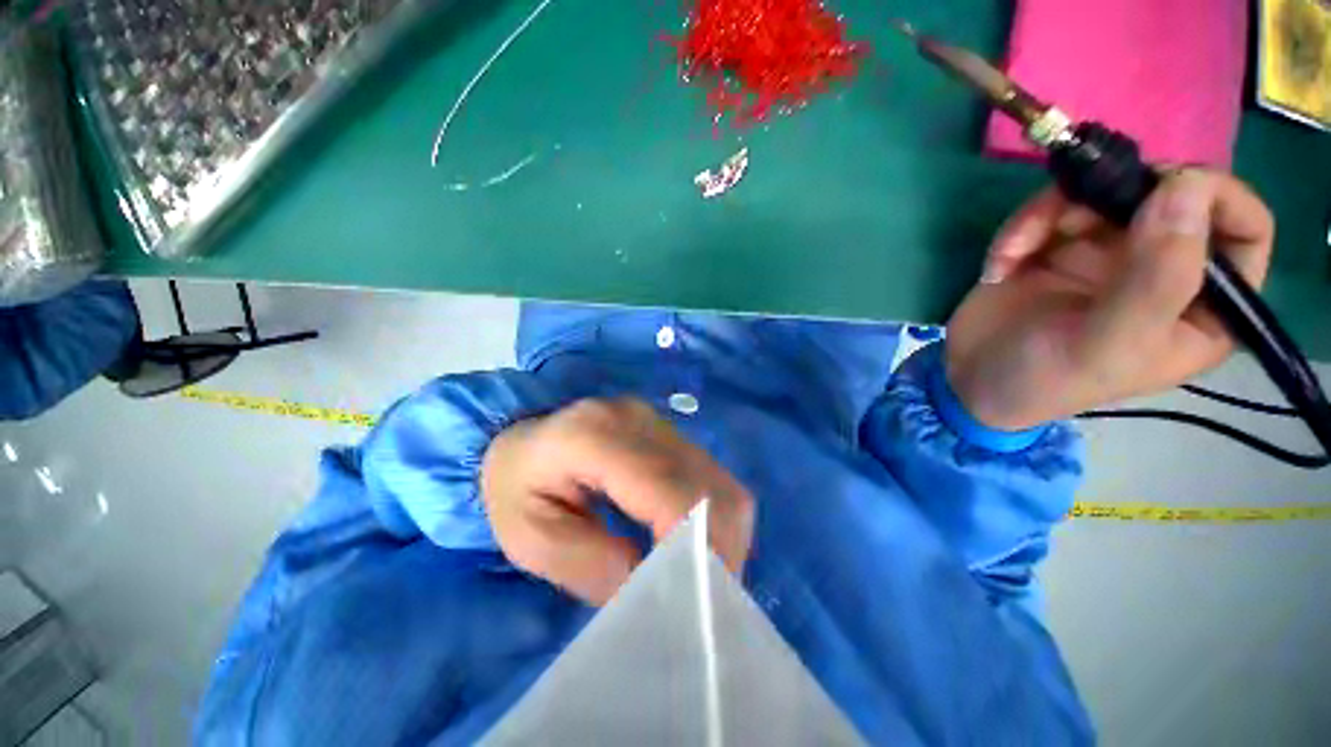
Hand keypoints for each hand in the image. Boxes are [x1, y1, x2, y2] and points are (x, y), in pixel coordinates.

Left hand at [480, 398, 754, 605]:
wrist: (524, 436)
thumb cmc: (515, 485)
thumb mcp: (529, 539)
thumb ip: (591, 565)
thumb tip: (656, 585)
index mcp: (596, 438)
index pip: (671, 491)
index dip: (695, 548)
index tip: (689, 600)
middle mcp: (641, 421)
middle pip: (711, 489)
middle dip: (717, 552)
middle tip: (699, 598)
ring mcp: (661, 423)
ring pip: (722, 485)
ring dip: (721, 537)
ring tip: (696, 574)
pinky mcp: (672, 433)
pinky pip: (714, 480)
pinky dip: (715, 519)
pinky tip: (693, 542)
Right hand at [945, 169, 1274, 430]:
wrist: (968, 382)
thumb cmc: (1045, 379)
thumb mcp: (1108, 343)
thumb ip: (1157, 277)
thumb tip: (1187, 188)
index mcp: (1201, 306)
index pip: (1244, 230)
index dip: (1218, 197)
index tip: (1162, 191)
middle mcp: (1164, 269)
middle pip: (1166, 195)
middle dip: (1113, 198)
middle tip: (1067, 220)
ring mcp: (1108, 253)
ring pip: (1101, 193)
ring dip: (1049, 214)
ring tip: (1014, 252)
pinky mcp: (1057, 246)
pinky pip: (1050, 209)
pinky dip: (1020, 230)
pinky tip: (999, 266)